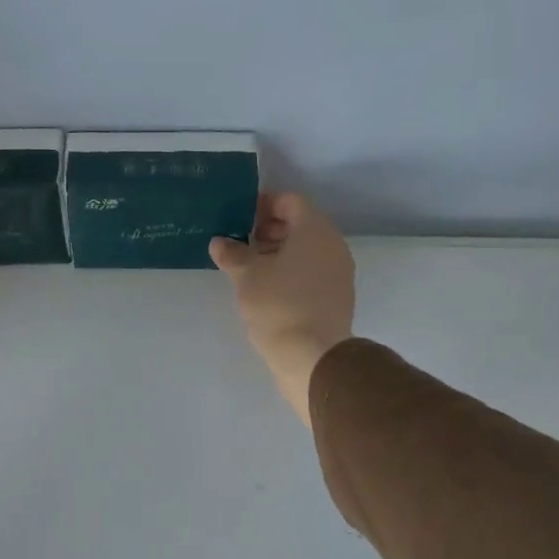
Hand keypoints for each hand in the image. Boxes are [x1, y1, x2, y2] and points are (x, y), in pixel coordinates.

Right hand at [210, 193, 354, 426]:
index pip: (289, 201)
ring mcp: (338, 272)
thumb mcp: (246, 276)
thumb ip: (232, 253)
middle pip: (299, 224)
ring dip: (277, 252)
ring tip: (248, 268)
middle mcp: (332, 245)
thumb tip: (220, 242)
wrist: (314, 358)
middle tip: (240, 244)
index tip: (238, 220)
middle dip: (268, 229)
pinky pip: (311, 271)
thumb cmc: (279, 305)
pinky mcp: (336, 296)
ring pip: (305, 249)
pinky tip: (266, 289)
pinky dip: (290, 271)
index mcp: (314, 230)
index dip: (262, 205)